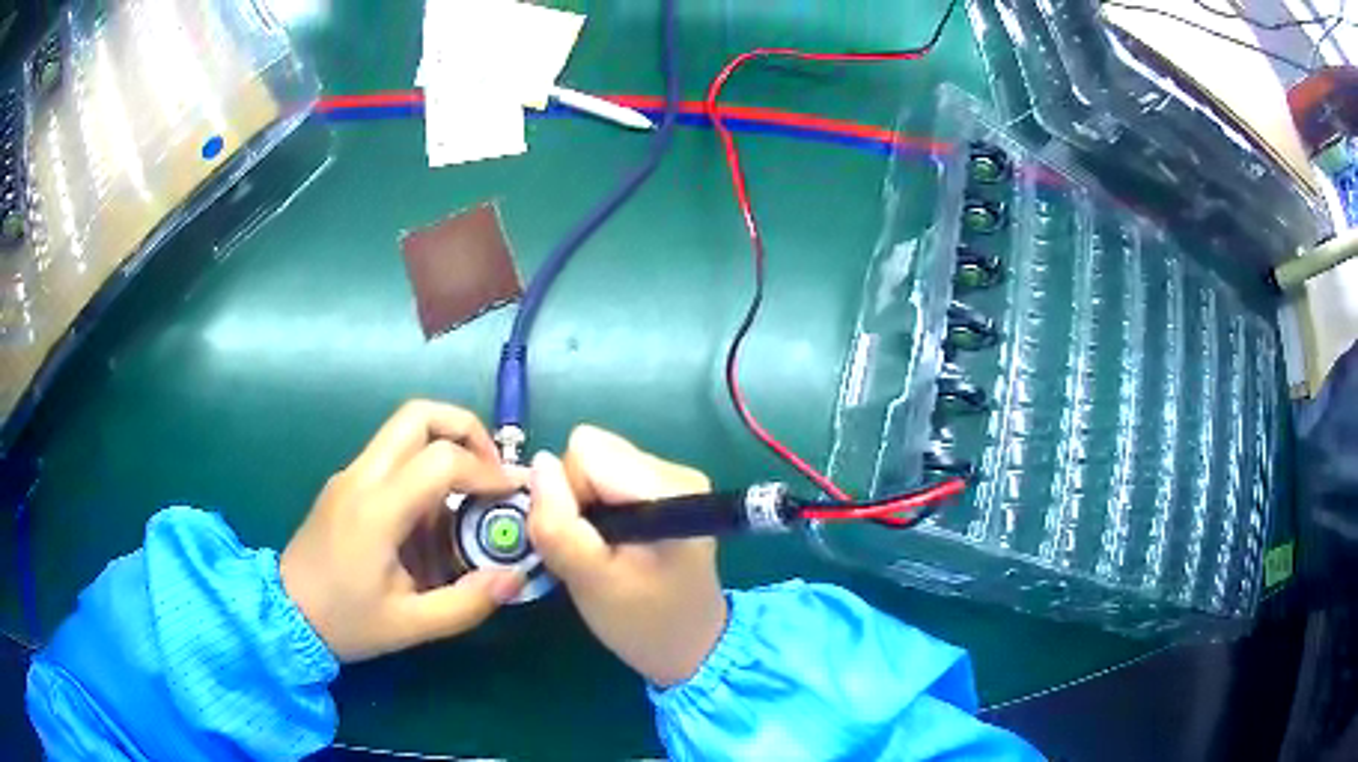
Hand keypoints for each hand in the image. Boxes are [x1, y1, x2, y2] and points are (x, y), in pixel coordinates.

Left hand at [281, 401, 525, 662]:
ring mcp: (349, 475)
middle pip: (418, 415)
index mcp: (376, 510)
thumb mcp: (411, 625)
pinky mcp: (345, 483)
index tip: (512, 495)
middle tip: (490, 471)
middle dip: (466, 430)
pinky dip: (424, 469)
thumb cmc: (346, 622)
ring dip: (445, 448)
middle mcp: (361, 477)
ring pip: (404, 429)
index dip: (486, 470)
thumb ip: (467, 603)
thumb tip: (515, 576)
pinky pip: (391, 456)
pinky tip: (432, 520)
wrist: (285, 613)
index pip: (441, 459)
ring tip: (468, 498)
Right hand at [528, 425, 726, 686]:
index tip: (580, 540)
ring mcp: (671, 478)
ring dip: (584, 506)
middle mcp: (675, 471)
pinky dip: (597, 509)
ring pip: (593, 465)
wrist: (690, 645)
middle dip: (575, 498)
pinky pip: (606, 478)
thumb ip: (558, 525)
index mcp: (668, 489)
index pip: (586, 453)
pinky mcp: (662, 490)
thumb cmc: (643, 621)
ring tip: (603, 550)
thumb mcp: (591, 582)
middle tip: (589, 549)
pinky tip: (614, 543)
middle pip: (590, 453)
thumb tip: (539, 463)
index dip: (567, 495)